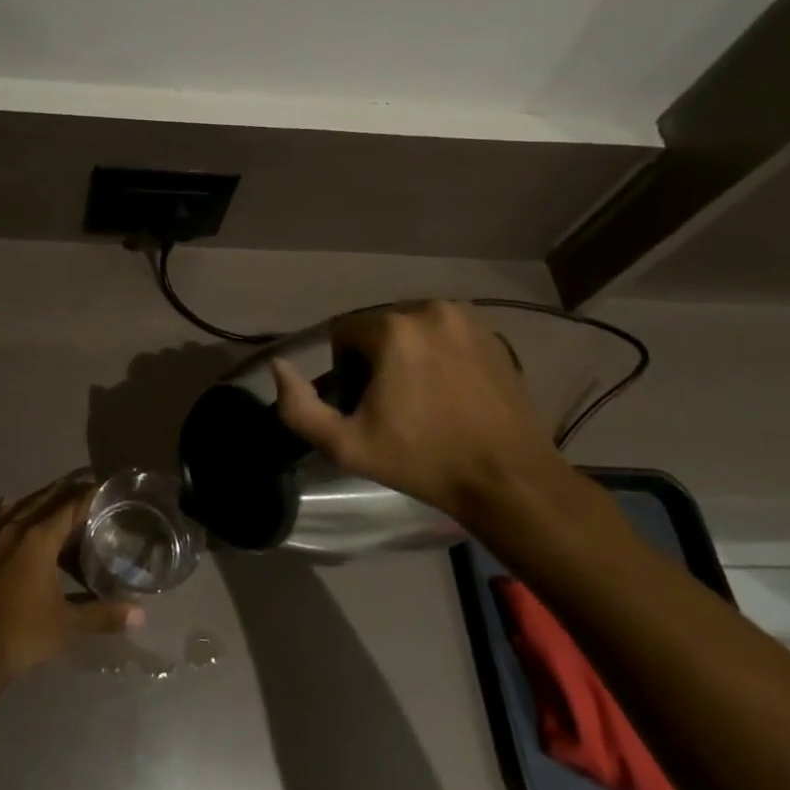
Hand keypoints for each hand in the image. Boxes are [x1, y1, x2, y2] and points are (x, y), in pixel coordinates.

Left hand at [0, 474, 140, 679]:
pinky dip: (8, 513)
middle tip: (83, 486)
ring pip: (17, 506)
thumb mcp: (65, 626)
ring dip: (37, 500)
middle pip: (43, 498)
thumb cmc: (18, 635)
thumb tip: (140, 615)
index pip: (70, 505)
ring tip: (52, 500)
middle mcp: (12, 526)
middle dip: (65, 491)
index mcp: (38, 538)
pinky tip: (9, 512)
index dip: (88, 494)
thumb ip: (102, 615)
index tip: (102, 486)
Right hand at [269, 301, 555, 521]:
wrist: (510, 481)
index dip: (344, 370)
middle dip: (375, 359)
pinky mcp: (492, 333)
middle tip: (392, 406)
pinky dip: (437, 353)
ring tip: (422, 398)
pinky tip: (450, 391)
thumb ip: (299, 407)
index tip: (364, 406)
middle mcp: (429, 309)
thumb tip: (279, 366)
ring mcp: (466, 318)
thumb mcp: (347, 446)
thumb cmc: (424, 462)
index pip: (343, 333)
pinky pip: (444, 333)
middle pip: (378, 326)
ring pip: (411, 327)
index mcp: (393, 329)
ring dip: (406, 353)